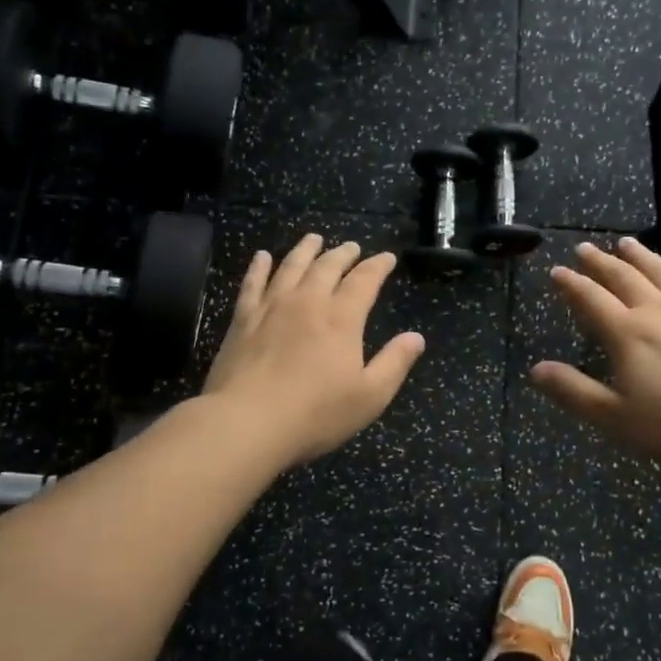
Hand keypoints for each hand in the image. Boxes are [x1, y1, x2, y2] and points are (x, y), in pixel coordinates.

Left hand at [203, 234, 425, 466]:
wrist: (247, 422)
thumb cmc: (315, 413)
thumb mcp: (370, 396)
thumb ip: (395, 363)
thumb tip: (416, 337)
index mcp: (342, 318)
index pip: (364, 280)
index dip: (378, 266)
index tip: (387, 257)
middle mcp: (308, 302)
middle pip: (328, 266)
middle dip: (343, 254)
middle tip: (351, 247)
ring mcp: (272, 307)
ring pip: (291, 266)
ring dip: (305, 250)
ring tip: (313, 239)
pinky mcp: (243, 320)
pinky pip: (252, 283)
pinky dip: (259, 267)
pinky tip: (262, 257)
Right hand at [531, 238, 660, 475]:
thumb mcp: (616, 418)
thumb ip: (574, 391)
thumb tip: (536, 370)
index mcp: (627, 333)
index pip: (591, 299)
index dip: (571, 284)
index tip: (557, 271)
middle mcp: (656, 311)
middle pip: (623, 277)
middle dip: (600, 262)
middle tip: (584, 248)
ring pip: (659, 273)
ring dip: (639, 256)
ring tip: (625, 243)